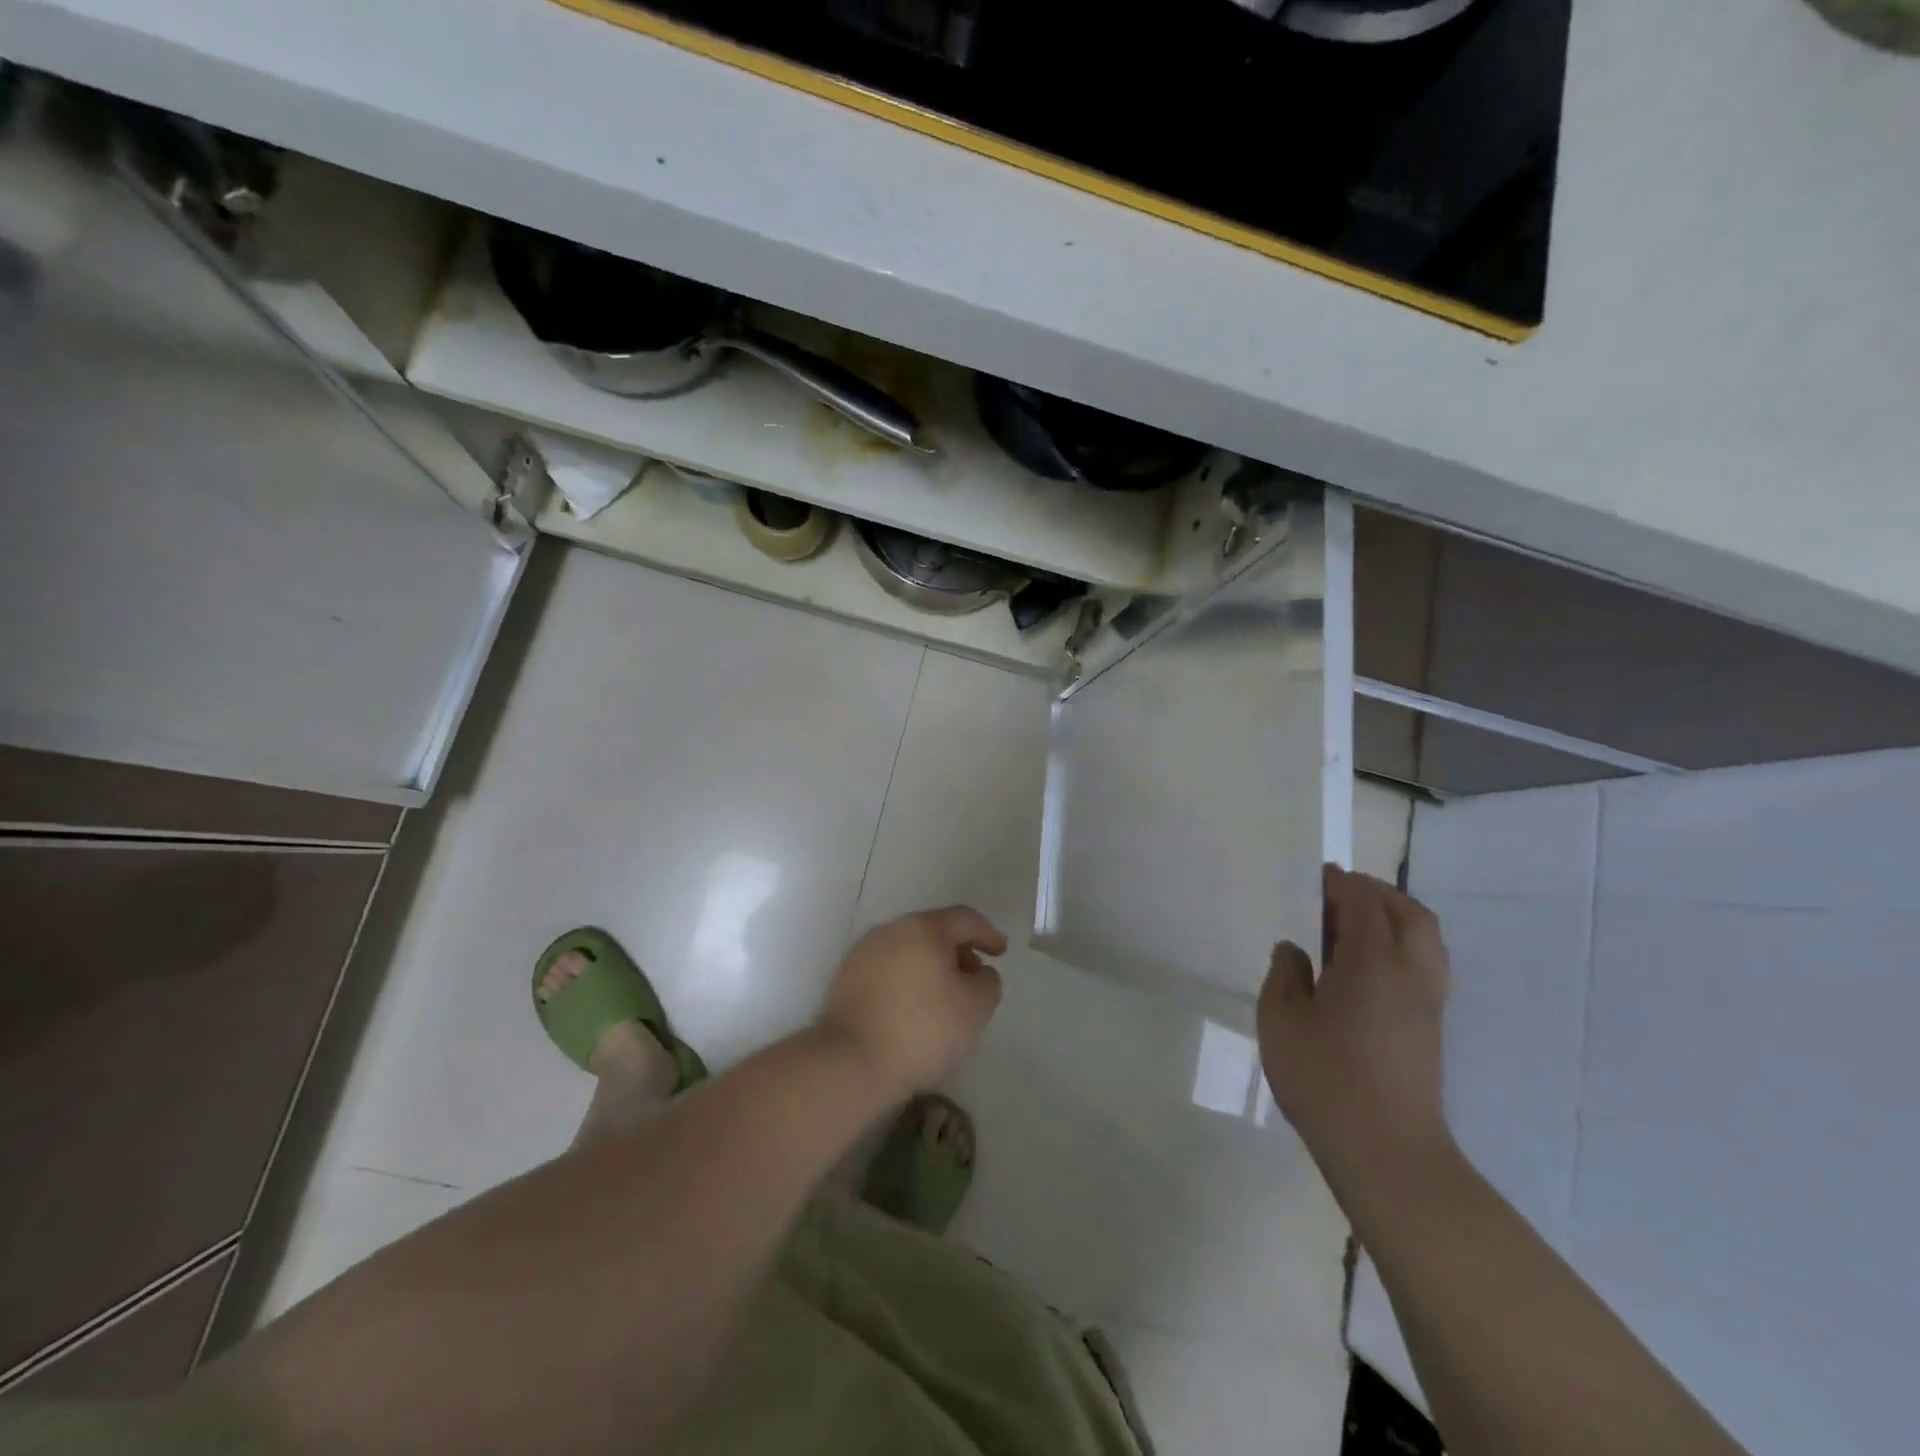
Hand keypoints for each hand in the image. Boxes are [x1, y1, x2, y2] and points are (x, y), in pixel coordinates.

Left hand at [816, 906, 1006, 1099]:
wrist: (849, 1062)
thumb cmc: (921, 1030)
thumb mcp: (974, 1008)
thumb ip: (988, 982)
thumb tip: (979, 972)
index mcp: (923, 928)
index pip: (964, 918)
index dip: (987, 933)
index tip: (1001, 951)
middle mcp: (891, 930)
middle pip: (933, 931)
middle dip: (958, 950)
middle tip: (974, 976)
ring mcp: (864, 953)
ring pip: (908, 949)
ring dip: (931, 965)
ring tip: (945, 996)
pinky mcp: (846, 978)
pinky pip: (888, 969)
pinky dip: (907, 979)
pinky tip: (913, 1008)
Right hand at [1257, 865, 1451, 1174]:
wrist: (1386, 1151)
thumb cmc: (1325, 1079)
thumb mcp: (1281, 1021)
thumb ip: (1285, 976)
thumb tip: (1295, 951)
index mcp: (1373, 962)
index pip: (1363, 903)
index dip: (1340, 883)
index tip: (1318, 875)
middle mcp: (1410, 974)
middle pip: (1409, 914)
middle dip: (1375, 894)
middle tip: (1338, 894)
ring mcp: (1427, 1003)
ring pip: (1425, 940)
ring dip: (1394, 919)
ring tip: (1352, 927)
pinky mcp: (1431, 1028)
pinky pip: (1424, 965)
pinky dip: (1400, 946)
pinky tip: (1366, 968)